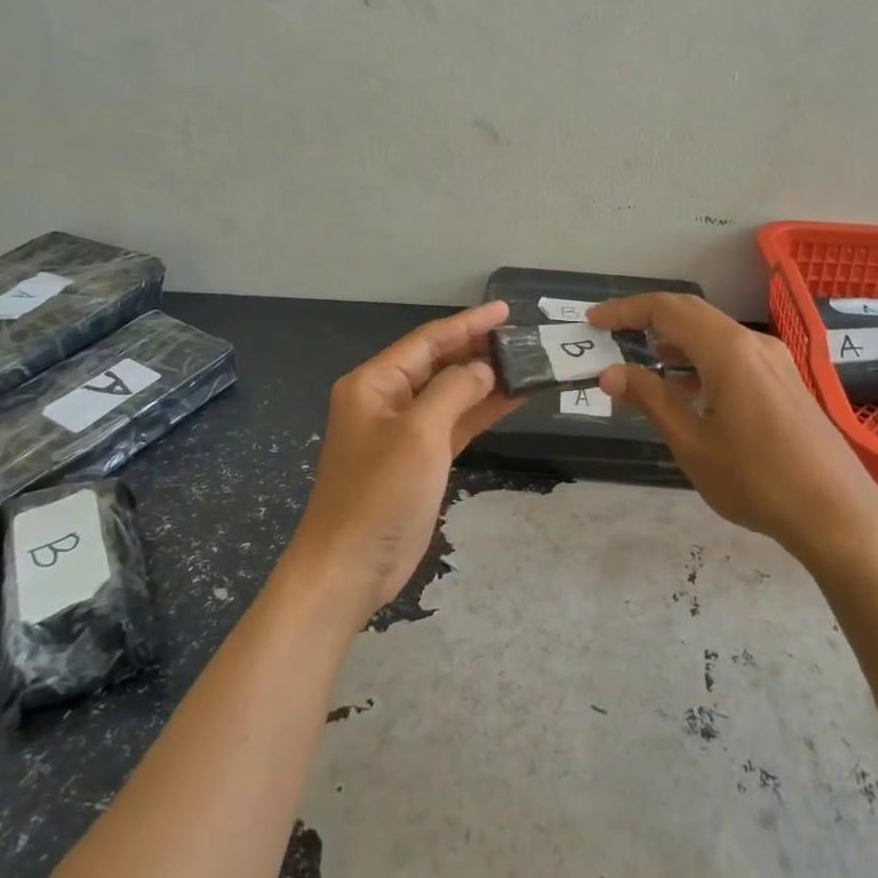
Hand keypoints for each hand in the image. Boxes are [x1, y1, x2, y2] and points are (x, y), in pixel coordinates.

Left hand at [279, 301, 521, 626]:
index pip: (427, 341)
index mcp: (374, 383)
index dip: (468, 324)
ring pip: (450, 393)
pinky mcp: (418, 459)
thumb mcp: (419, 433)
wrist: (349, 566)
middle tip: (524, 339)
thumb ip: (454, 390)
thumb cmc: (380, 493)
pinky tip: (513, 400)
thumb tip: (484, 368)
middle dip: (478, 350)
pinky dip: (481, 412)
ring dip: (485, 381)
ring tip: (527, 364)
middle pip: (438, 363)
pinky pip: (454, 423)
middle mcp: (386, 400)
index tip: (506, 311)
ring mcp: (403, 431)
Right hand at [589, 293, 877, 569]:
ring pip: (714, 334)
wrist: (837, 513)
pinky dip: (701, 360)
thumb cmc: (756, 479)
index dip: (626, 311)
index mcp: (728, 350)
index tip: (594, 322)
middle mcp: (753, 343)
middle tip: (610, 336)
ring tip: (643, 367)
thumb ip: (651, 399)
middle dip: (647, 319)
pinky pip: (734, 354)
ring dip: (675, 342)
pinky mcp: (785, 381)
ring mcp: (775, 361)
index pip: (667, 309)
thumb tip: (611, 373)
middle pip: (692, 313)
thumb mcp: (692, 443)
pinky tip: (688, 390)